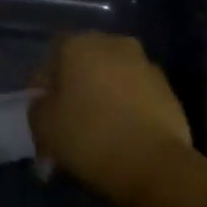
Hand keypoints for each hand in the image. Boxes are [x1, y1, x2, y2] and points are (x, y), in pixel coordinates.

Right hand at [30, 34, 196, 206]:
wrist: (154, 162)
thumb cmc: (90, 137)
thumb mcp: (44, 126)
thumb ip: (38, 107)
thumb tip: (47, 101)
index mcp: (79, 44)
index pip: (50, 61)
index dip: (42, 90)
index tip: (42, 117)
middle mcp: (114, 44)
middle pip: (84, 66)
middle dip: (75, 91)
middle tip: (67, 124)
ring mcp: (145, 64)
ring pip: (112, 80)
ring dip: (102, 98)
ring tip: (96, 134)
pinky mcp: (167, 88)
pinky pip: (135, 95)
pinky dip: (126, 109)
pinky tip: (121, 136)